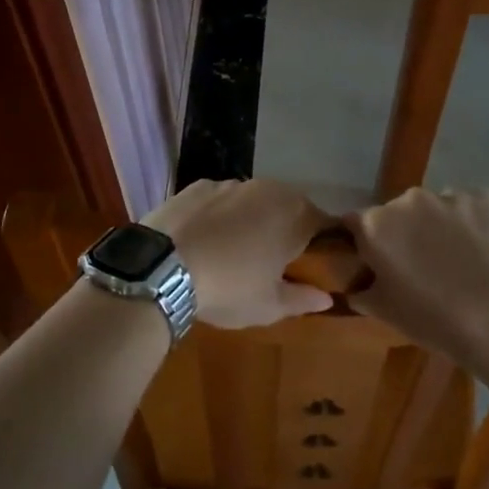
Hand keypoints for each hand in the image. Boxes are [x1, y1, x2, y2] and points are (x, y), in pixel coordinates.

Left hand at [146, 179, 331, 328]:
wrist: (162, 267)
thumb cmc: (229, 288)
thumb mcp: (269, 306)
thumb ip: (302, 299)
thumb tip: (326, 297)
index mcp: (295, 216)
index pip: (325, 223)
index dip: (324, 242)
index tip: (315, 262)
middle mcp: (269, 189)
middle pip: (290, 205)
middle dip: (288, 227)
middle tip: (276, 258)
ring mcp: (231, 183)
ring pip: (254, 199)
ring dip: (254, 217)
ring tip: (237, 247)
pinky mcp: (198, 184)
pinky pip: (221, 198)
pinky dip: (221, 213)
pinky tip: (207, 237)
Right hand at [342, 188, 488, 364]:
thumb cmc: (433, 320)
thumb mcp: (384, 312)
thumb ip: (362, 291)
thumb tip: (356, 286)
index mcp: (376, 225)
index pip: (355, 223)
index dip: (365, 242)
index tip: (377, 262)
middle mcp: (408, 200)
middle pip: (398, 212)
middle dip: (405, 232)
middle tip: (422, 265)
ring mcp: (449, 195)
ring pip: (436, 207)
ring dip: (439, 226)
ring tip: (460, 259)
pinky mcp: (485, 198)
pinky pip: (470, 207)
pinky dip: (472, 223)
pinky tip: (484, 251)